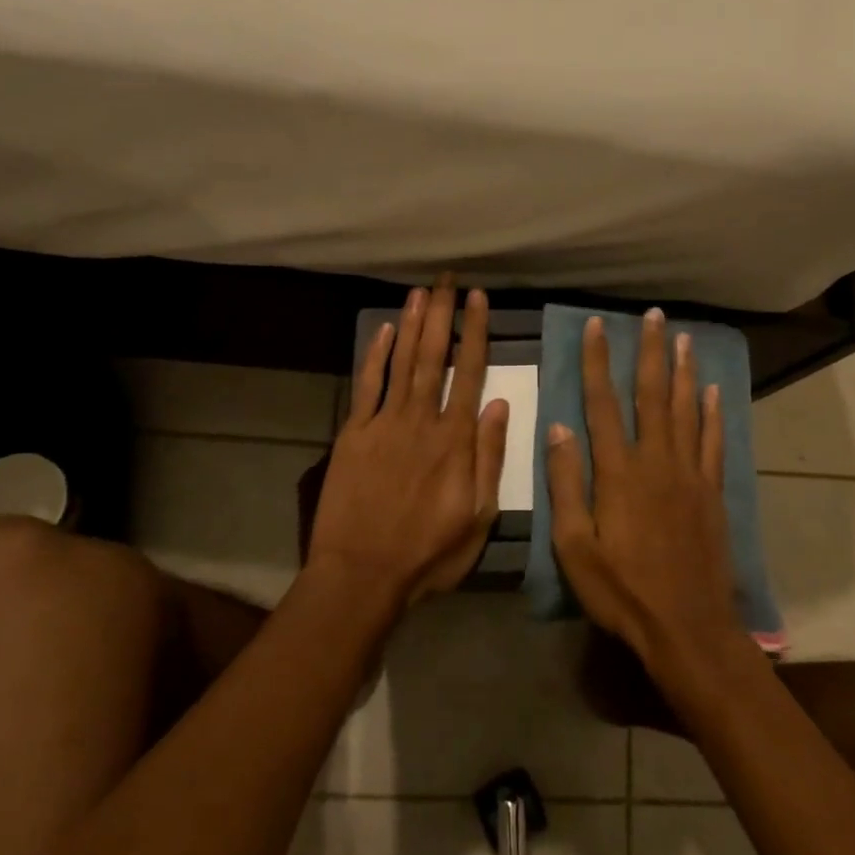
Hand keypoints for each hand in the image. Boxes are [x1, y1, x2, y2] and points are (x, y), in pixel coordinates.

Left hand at [306, 278, 510, 608]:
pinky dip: (376, 356)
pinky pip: (367, 386)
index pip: (469, 373)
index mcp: (455, 440)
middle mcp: (421, 420)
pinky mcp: (354, 434)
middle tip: (447, 279)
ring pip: (402, 362)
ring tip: (421, 291)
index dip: (475, 332)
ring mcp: (384, 424)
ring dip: (412, 323)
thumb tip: (500, 403)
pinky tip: (385, 330)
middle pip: (433, 356)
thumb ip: (490, 457)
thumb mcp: (478, 516)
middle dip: (442, 314)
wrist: (361, 575)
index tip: (479, 299)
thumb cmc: (428, 553)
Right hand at [546, 309, 744, 681]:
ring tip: (684, 338)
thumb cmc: (622, 590)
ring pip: (687, 410)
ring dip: (684, 371)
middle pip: (653, 395)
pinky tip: (714, 392)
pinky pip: (714, 442)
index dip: (598, 362)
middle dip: (650, 352)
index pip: (602, 403)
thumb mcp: (574, 545)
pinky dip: (714, 414)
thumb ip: (566, 484)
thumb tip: (558, 427)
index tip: (597, 326)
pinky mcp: (712, 492)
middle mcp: (656, 461)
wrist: (687, 626)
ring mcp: (690, 474)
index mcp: (618, 472)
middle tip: (653, 316)